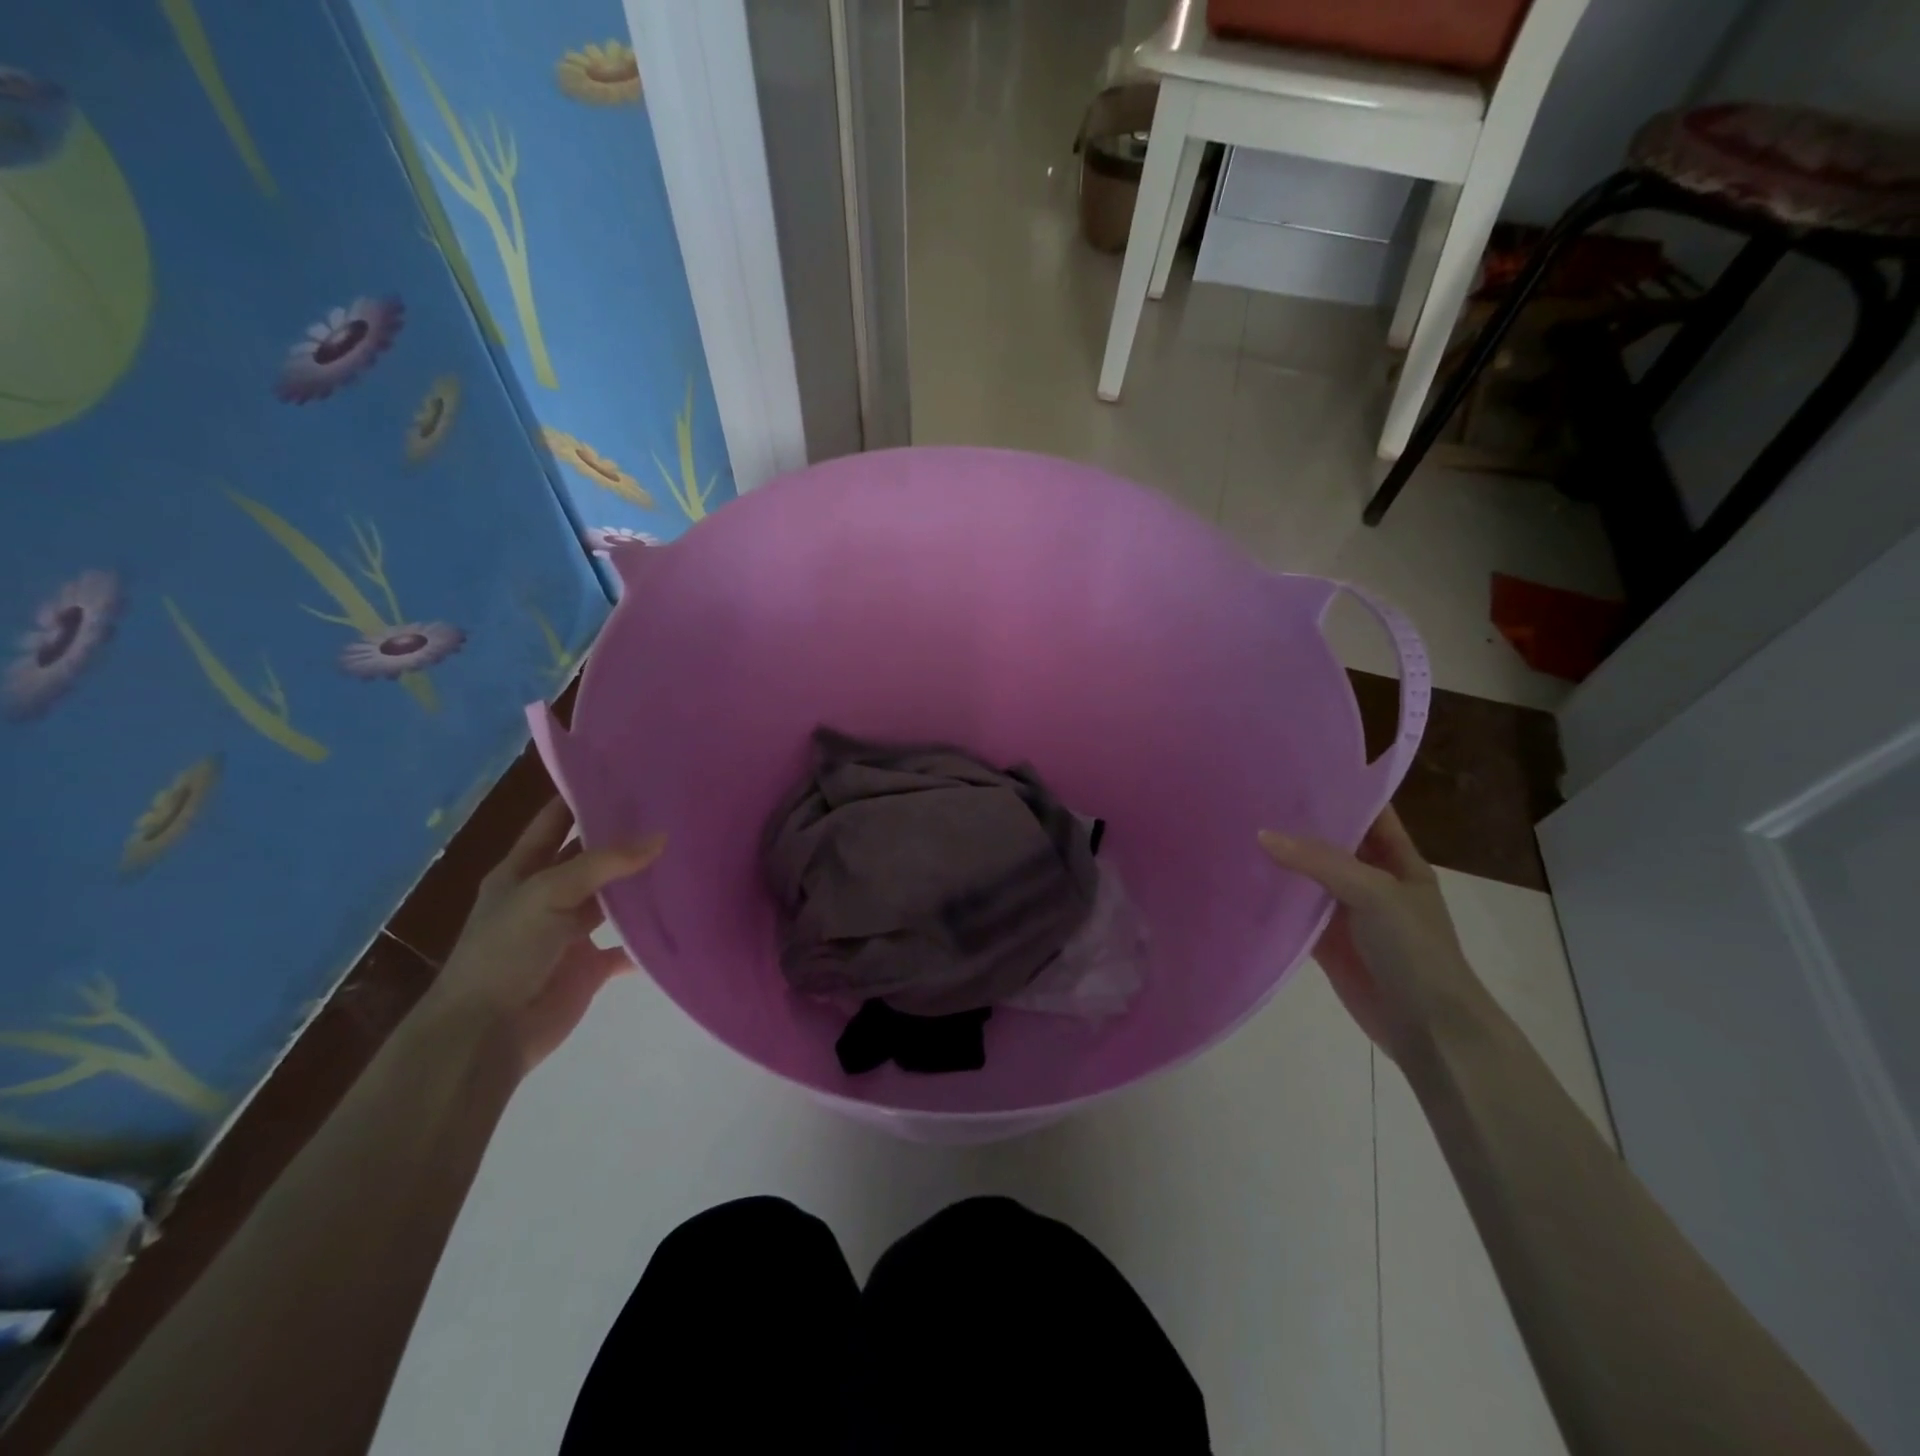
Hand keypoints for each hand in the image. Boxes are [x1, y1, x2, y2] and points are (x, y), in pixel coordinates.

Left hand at [417, 798, 664, 1073]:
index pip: (554, 821)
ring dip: (640, 886)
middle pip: (590, 858)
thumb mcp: (547, 893)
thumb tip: (661, 837)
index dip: (582, 797)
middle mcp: (547, 896)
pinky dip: (649, 939)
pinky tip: (681, 919)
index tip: (627, 775)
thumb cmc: (505, 951)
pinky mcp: (589, 966)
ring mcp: (570, 932)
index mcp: (522, 871)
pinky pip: (627, 947)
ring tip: (686, 858)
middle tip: (672, 813)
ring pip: (612, 900)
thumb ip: (603, 864)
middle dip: (623, 839)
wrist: (486, 1034)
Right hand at [1259, 808, 1484, 1063]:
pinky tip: (1240, 880)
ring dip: (1279, 860)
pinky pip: (1294, 912)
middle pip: (1331, 843)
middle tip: (1249, 796)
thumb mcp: (1374, 893)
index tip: (1292, 769)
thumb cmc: (1414, 950)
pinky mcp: (1325, 941)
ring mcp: (1347, 912)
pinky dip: (1272, 900)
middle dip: (1297, 823)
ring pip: (1307, 877)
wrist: (1428, 1027)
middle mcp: (1371, 880)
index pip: (1368, 812)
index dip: (1338, 790)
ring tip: (1235, 830)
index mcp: (1397, 860)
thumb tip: (1262, 834)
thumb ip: (1319, 862)